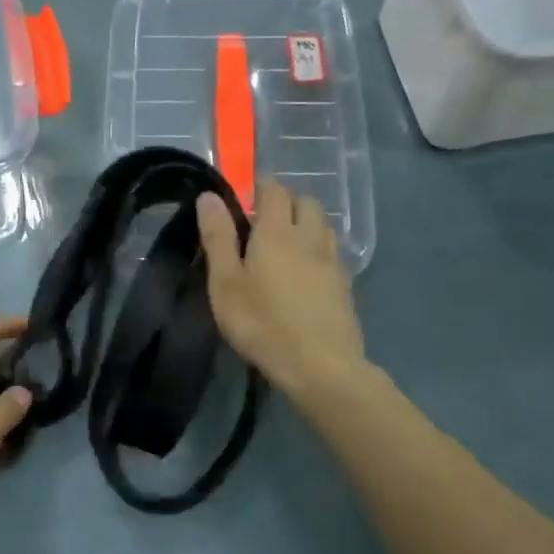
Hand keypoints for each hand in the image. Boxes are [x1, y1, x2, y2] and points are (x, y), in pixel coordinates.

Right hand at [197, 179, 366, 398]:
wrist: (321, 366)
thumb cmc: (263, 324)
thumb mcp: (226, 284)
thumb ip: (218, 237)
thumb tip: (208, 196)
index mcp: (277, 231)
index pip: (274, 189)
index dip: (259, 186)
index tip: (243, 199)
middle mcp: (309, 236)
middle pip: (305, 201)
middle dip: (285, 202)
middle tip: (261, 223)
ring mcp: (332, 260)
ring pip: (321, 225)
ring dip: (304, 223)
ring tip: (283, 246)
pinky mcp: (345, 284)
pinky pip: (331, 251)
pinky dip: (316, 249)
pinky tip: (303, 274)